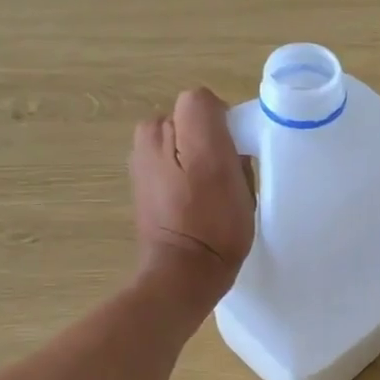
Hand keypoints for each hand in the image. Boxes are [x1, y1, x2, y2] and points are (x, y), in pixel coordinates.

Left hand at [130, 89, 254, 310]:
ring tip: (215, 198)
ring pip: (192, 149)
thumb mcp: (216, 159)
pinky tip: (200, 207)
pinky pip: (182, 171)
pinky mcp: (149, 190)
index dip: (228, 129)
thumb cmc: (210, 222)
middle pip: (198, 126)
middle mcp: (147, 139)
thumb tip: (214, 118)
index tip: (235, 160)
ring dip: (206, 166)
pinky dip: (194, 183)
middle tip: (227, 182)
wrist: (185, 274)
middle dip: (216, 147)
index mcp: (161, 126)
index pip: (207, 105)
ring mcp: (144, 165)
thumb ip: (207, 116)